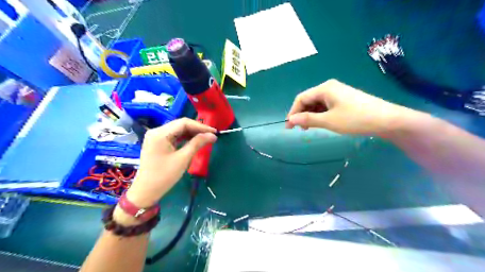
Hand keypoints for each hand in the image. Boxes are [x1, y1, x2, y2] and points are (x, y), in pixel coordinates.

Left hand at [126, 118, 216, 206]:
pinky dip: (185, 138)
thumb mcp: (183, 159)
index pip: (183, 123)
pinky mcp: (157, 142)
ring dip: (192, 133)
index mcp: (160, 133)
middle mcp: (156, 131)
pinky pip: (173, 136)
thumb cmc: (164, 176)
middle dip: (197, 129)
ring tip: (206, 138)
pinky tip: (194, 141)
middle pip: (180, 125)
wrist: (146, 191)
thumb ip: (198, 143)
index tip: (214, 132)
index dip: (201, 126)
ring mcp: (156, 136)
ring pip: (178, 130)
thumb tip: (213, 135)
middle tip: (212, 135)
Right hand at [285, 78, 412, 134]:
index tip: (289, 127)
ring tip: (309, 129)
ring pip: (317, 103)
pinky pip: (326, 105)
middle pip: (309, 100)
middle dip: (301, 114)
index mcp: (324, 88)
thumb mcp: (328, 121)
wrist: (387, 120)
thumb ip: (307, 119)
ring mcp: (338, 93)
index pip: (301, 98)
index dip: (293, 112)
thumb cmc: (355, 119)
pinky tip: (320, 123)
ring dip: (310, 115)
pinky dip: (320, 114)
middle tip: (299, 130)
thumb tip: (290, 120)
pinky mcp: (344, 99)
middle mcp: (329, 87)